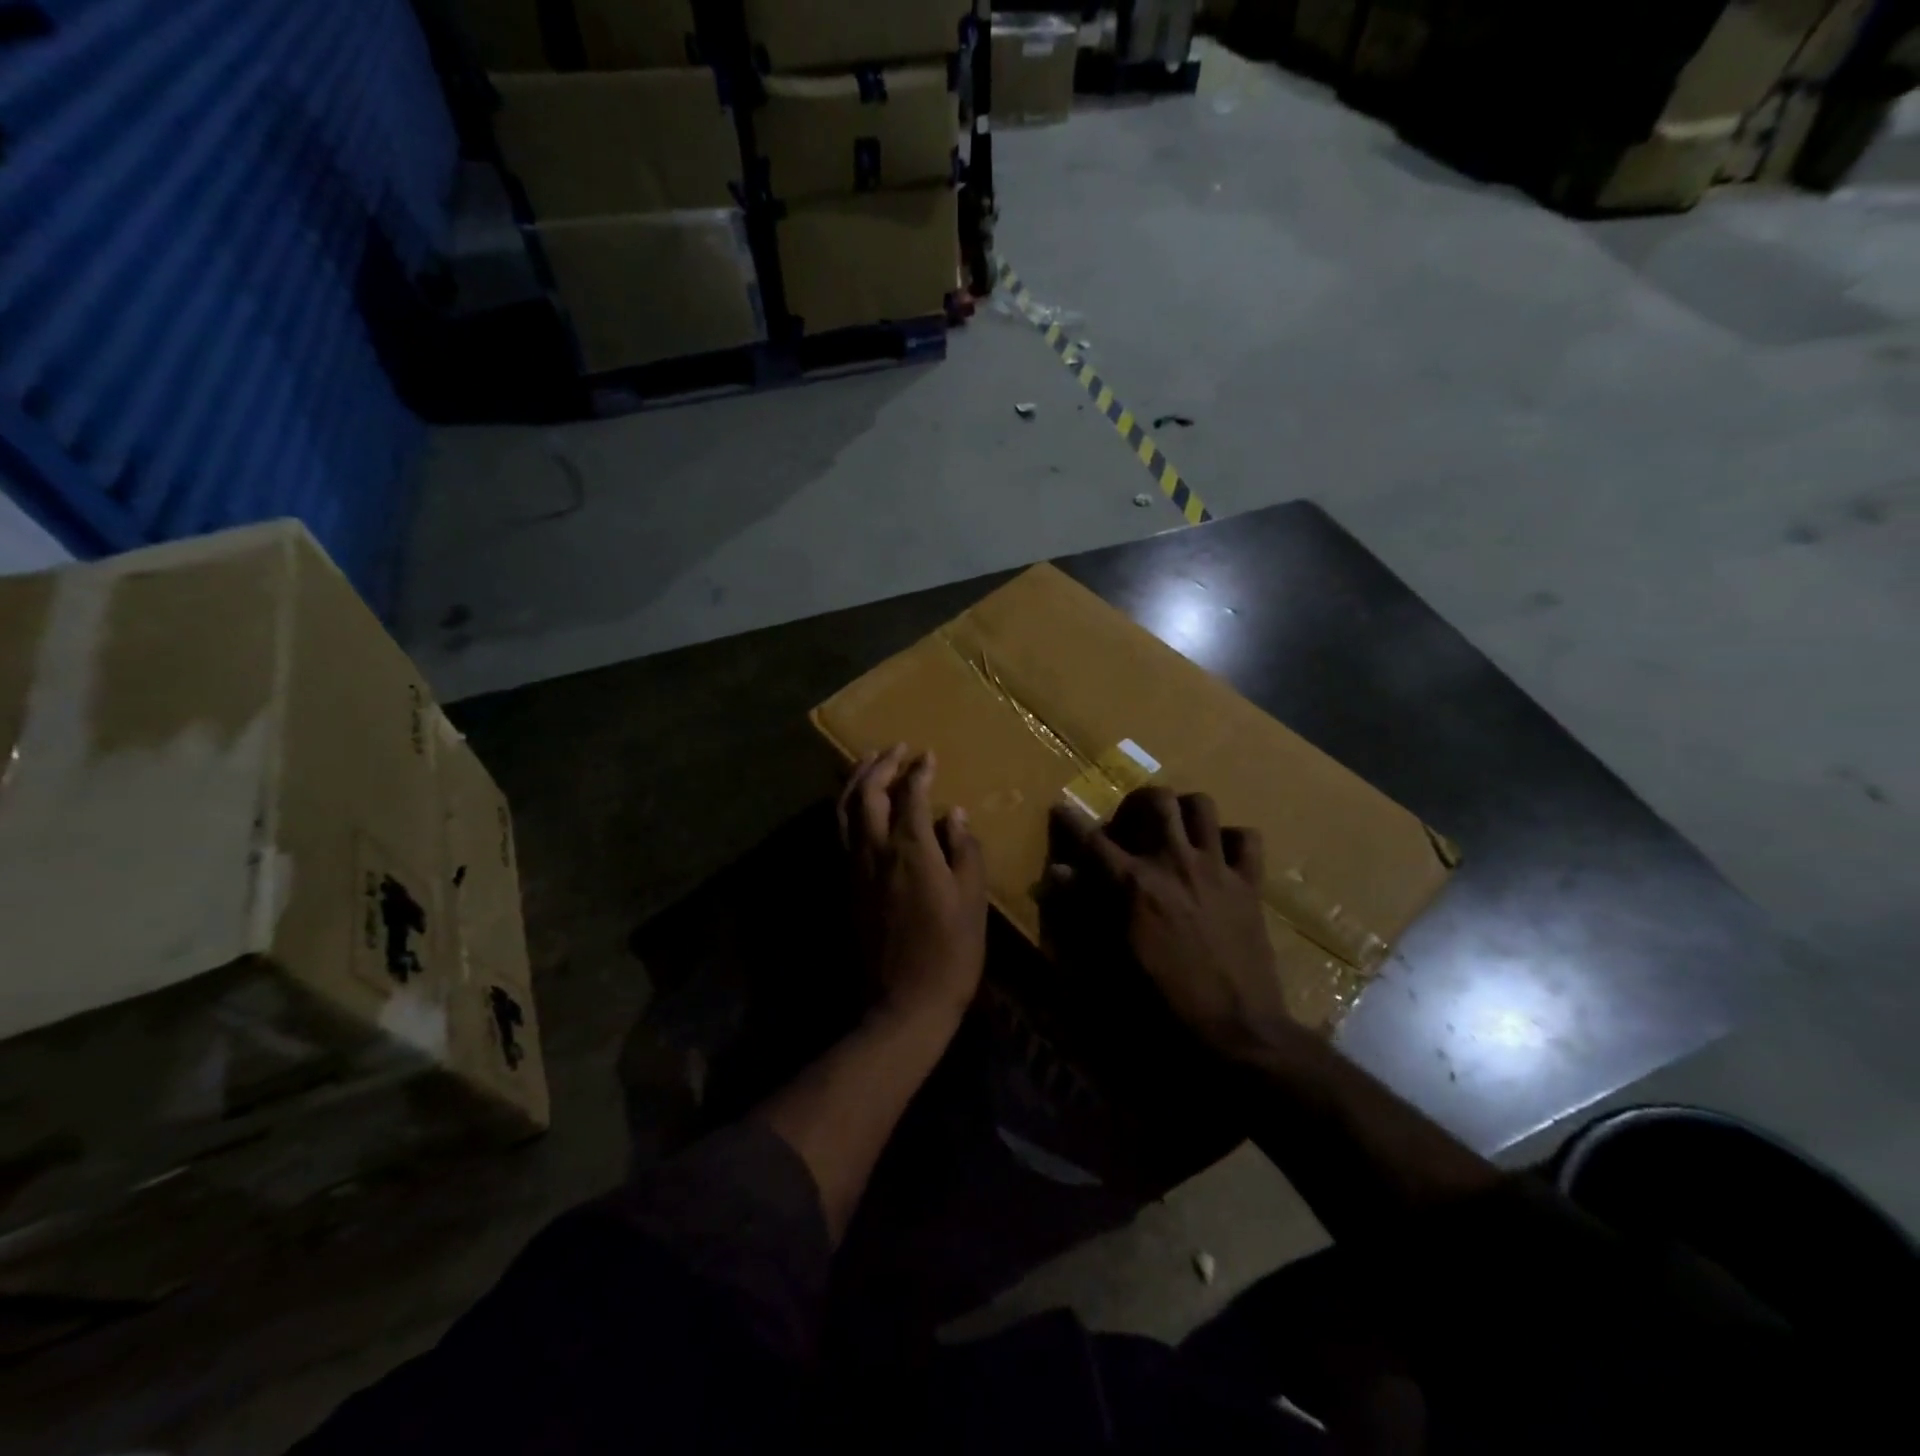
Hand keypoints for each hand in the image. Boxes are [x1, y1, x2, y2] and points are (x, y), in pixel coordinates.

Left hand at [837, 745, 987, 1023]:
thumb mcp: (971, 901)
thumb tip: (953, 814)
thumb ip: (964, 851)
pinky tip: (857, 805)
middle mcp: (875, 850)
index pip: (911, 795)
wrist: (902, 1004)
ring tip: (869, 762)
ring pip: (844, 810)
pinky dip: (846, 807)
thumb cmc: (950, 953)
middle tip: (896, 748)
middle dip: (880, 764)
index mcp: (911, 850)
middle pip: (867, 793)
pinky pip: (839, 833)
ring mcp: (853, 868)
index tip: (928, 755)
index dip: (919, 771)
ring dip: (855, 780)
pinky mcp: (844, 886)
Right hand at [1051, 788, 1296, 1064]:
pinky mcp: (1249, 884)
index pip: (1092, 839)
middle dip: (1136, 803)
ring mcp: (1216, 868)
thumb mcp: (1109, 960)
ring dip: (1182, 810)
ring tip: (1173, 830)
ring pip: (1201, 806)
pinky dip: (1229, 838)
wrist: (1235, 1031)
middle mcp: (1173, 862)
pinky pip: (1246, 839)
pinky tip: (1217, 855)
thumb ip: (1082, 910)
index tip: (1061, 809)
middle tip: (1129, 824)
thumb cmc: (1162, 1003)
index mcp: (1134, 884)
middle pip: (1155, 800)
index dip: (1071, 820)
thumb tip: (1058, 874)